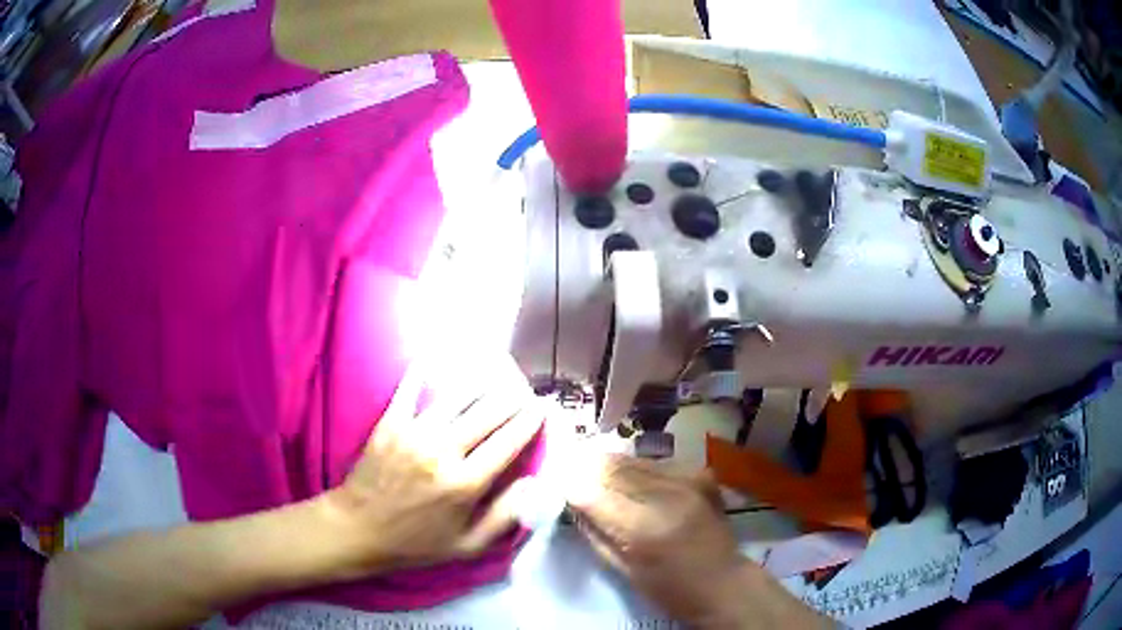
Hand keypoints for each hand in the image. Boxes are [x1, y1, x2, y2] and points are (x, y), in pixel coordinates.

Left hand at [321, 354, 543, 577]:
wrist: (358, 529)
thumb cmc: (416, 542)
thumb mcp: (467, 545)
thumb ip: (504, 517)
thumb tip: (534, 485)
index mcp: (465, 483)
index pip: (508, 442)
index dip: (529, 421)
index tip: (543, 406)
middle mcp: (443, 451)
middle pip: (488, 414)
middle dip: (512, 398)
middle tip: (525, 389)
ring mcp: (414, 433)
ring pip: (456, 397)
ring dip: (480, 383)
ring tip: (495, 374)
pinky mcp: (390, 423)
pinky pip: (410, 390)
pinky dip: (423, 372)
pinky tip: (433, 358)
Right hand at [567, 455, 749, 625]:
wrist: (724, 582)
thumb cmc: (670, 589)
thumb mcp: (624, 571)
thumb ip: (595, 534)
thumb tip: (572, 502)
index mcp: (644, 529)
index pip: (593, 494)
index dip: (570, 485)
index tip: (555, 482)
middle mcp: (666, 496)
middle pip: (612, 468)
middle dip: (586, 468)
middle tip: (569, 470)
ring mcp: (688, 480)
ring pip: (633, 459)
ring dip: (610, 465)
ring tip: (595, 470)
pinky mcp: (701, 474)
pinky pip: (657, 463)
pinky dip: (638, 469)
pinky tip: (633, 480)